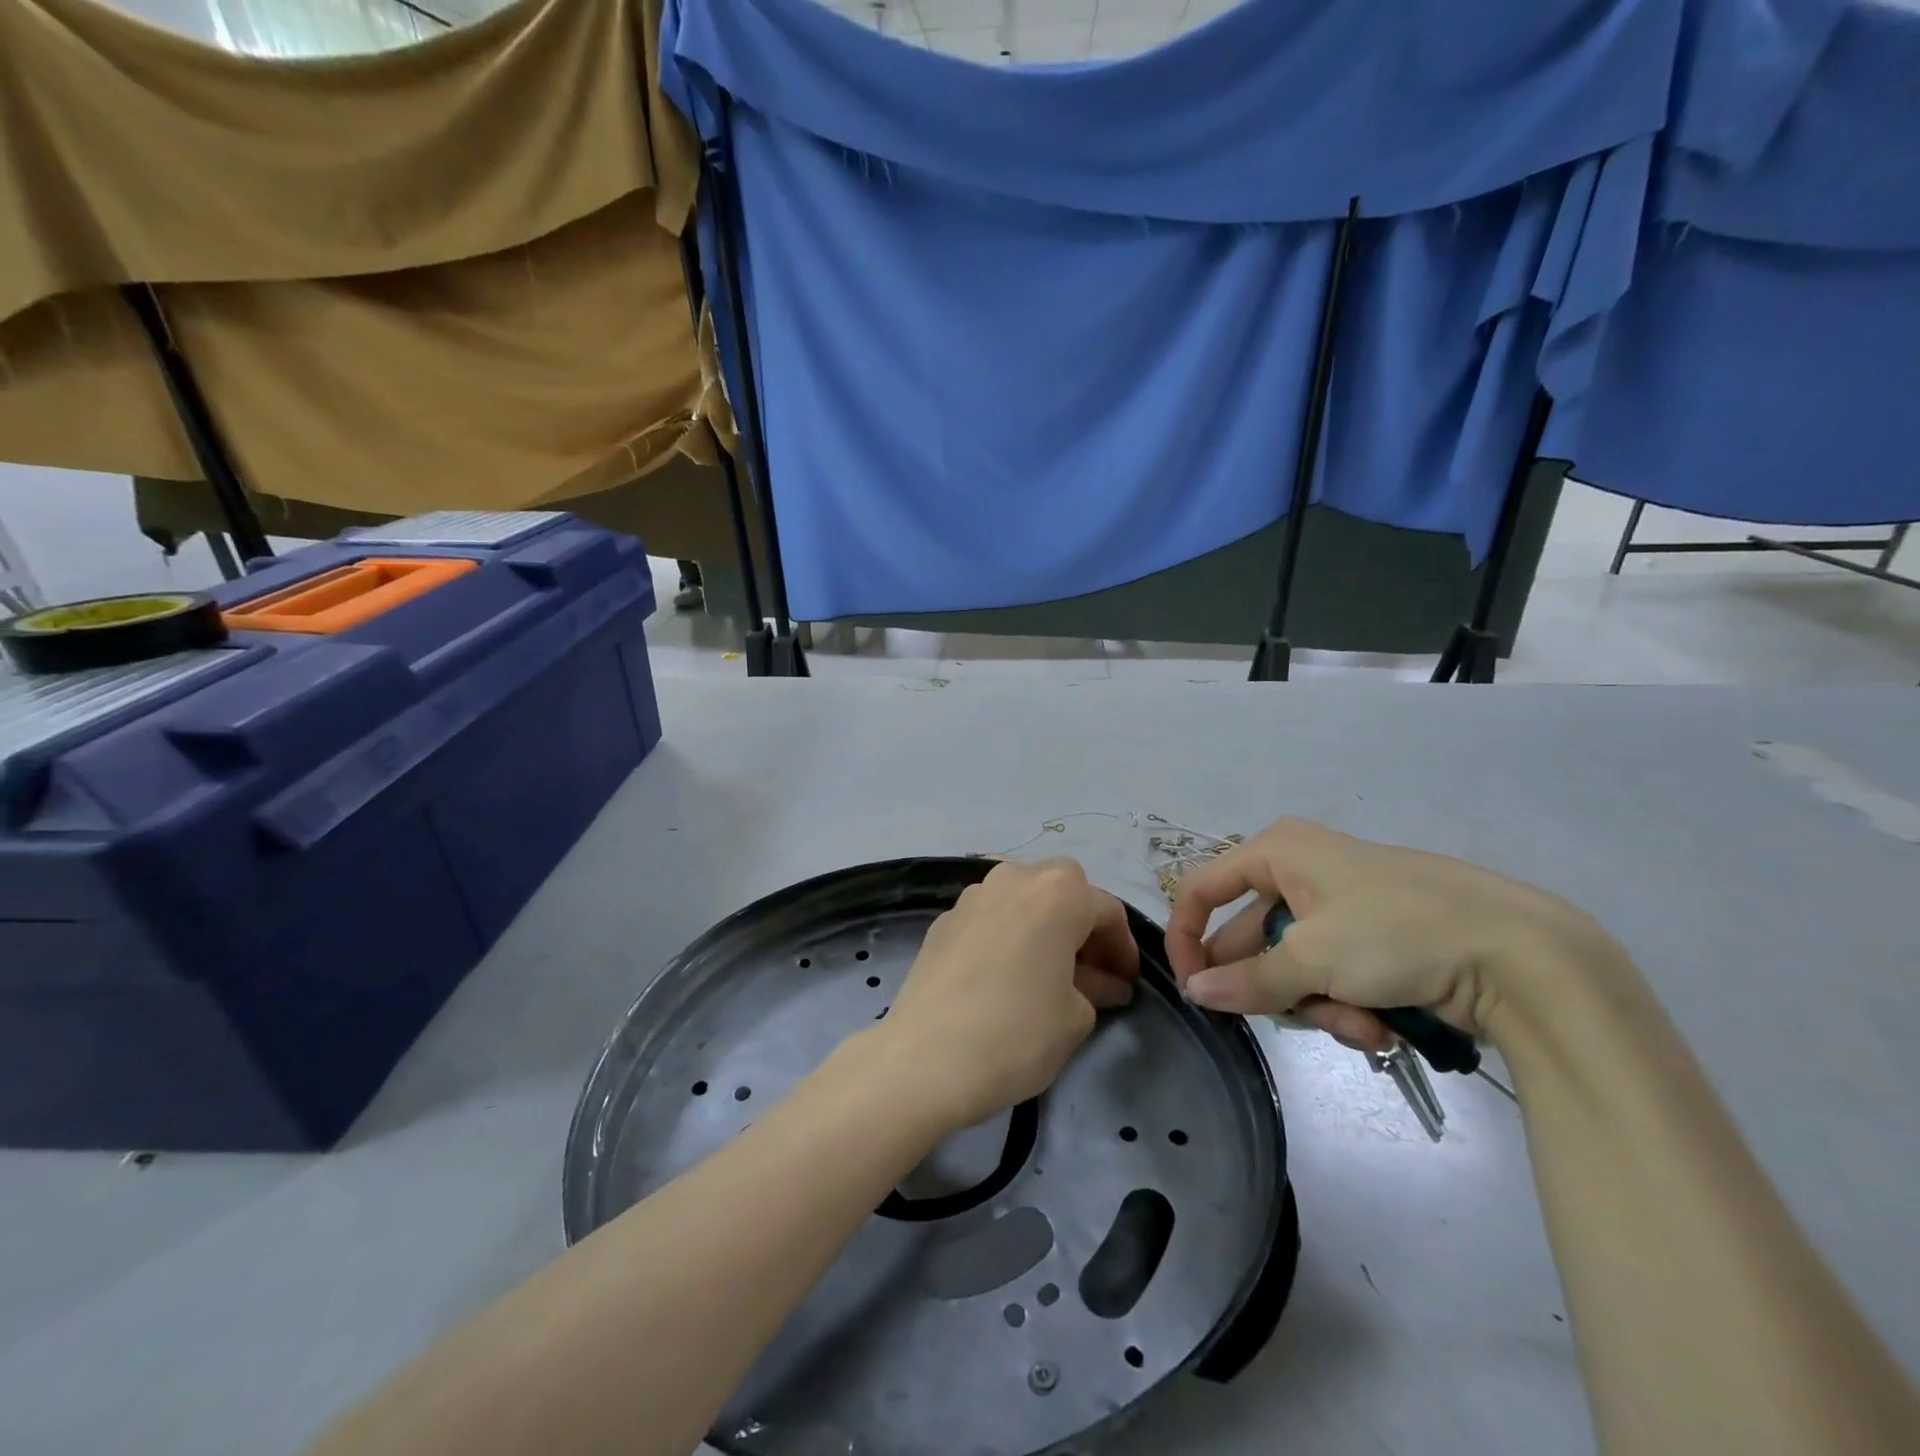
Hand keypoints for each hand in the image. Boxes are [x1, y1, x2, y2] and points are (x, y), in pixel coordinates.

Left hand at [880, 859, 1139, 1131]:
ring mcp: (973, 895)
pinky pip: (991, 917)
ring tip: (1047, 973)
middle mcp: (1014, 877)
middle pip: (1063, 889)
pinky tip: (1005, 976)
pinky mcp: (943, 919)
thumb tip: (1102, 983)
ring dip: (1043, 925)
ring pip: (1023, 898)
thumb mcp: (1075, 1018)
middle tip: (1090, 973)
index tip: (1126, 985)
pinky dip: (1008, 935)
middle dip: (1082, 925)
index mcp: (1058, 892)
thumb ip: (1096, 989)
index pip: (1107, 911)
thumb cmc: (1016, 1033)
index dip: (1123, 949)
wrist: (924, 1058)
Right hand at [1165, 817, 1606, 1052]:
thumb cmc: (1396, 932)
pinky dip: (1346, 1006)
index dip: (1187, 936)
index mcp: (1277, 852)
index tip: (1191, 987)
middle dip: (1274, 988)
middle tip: (1288, 1016)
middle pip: (1250, 939)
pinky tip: (1381, 1027)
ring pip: (1291, 968)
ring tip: (1359, 1023)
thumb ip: (1247, 980)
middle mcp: (1300, 873)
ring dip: (1316, 1005)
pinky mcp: (1371, 943)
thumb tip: (1195, 993)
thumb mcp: (1312, 958)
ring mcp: (1337, 910)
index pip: (1202, 888)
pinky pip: (1329, 978)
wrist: (1520, 954)